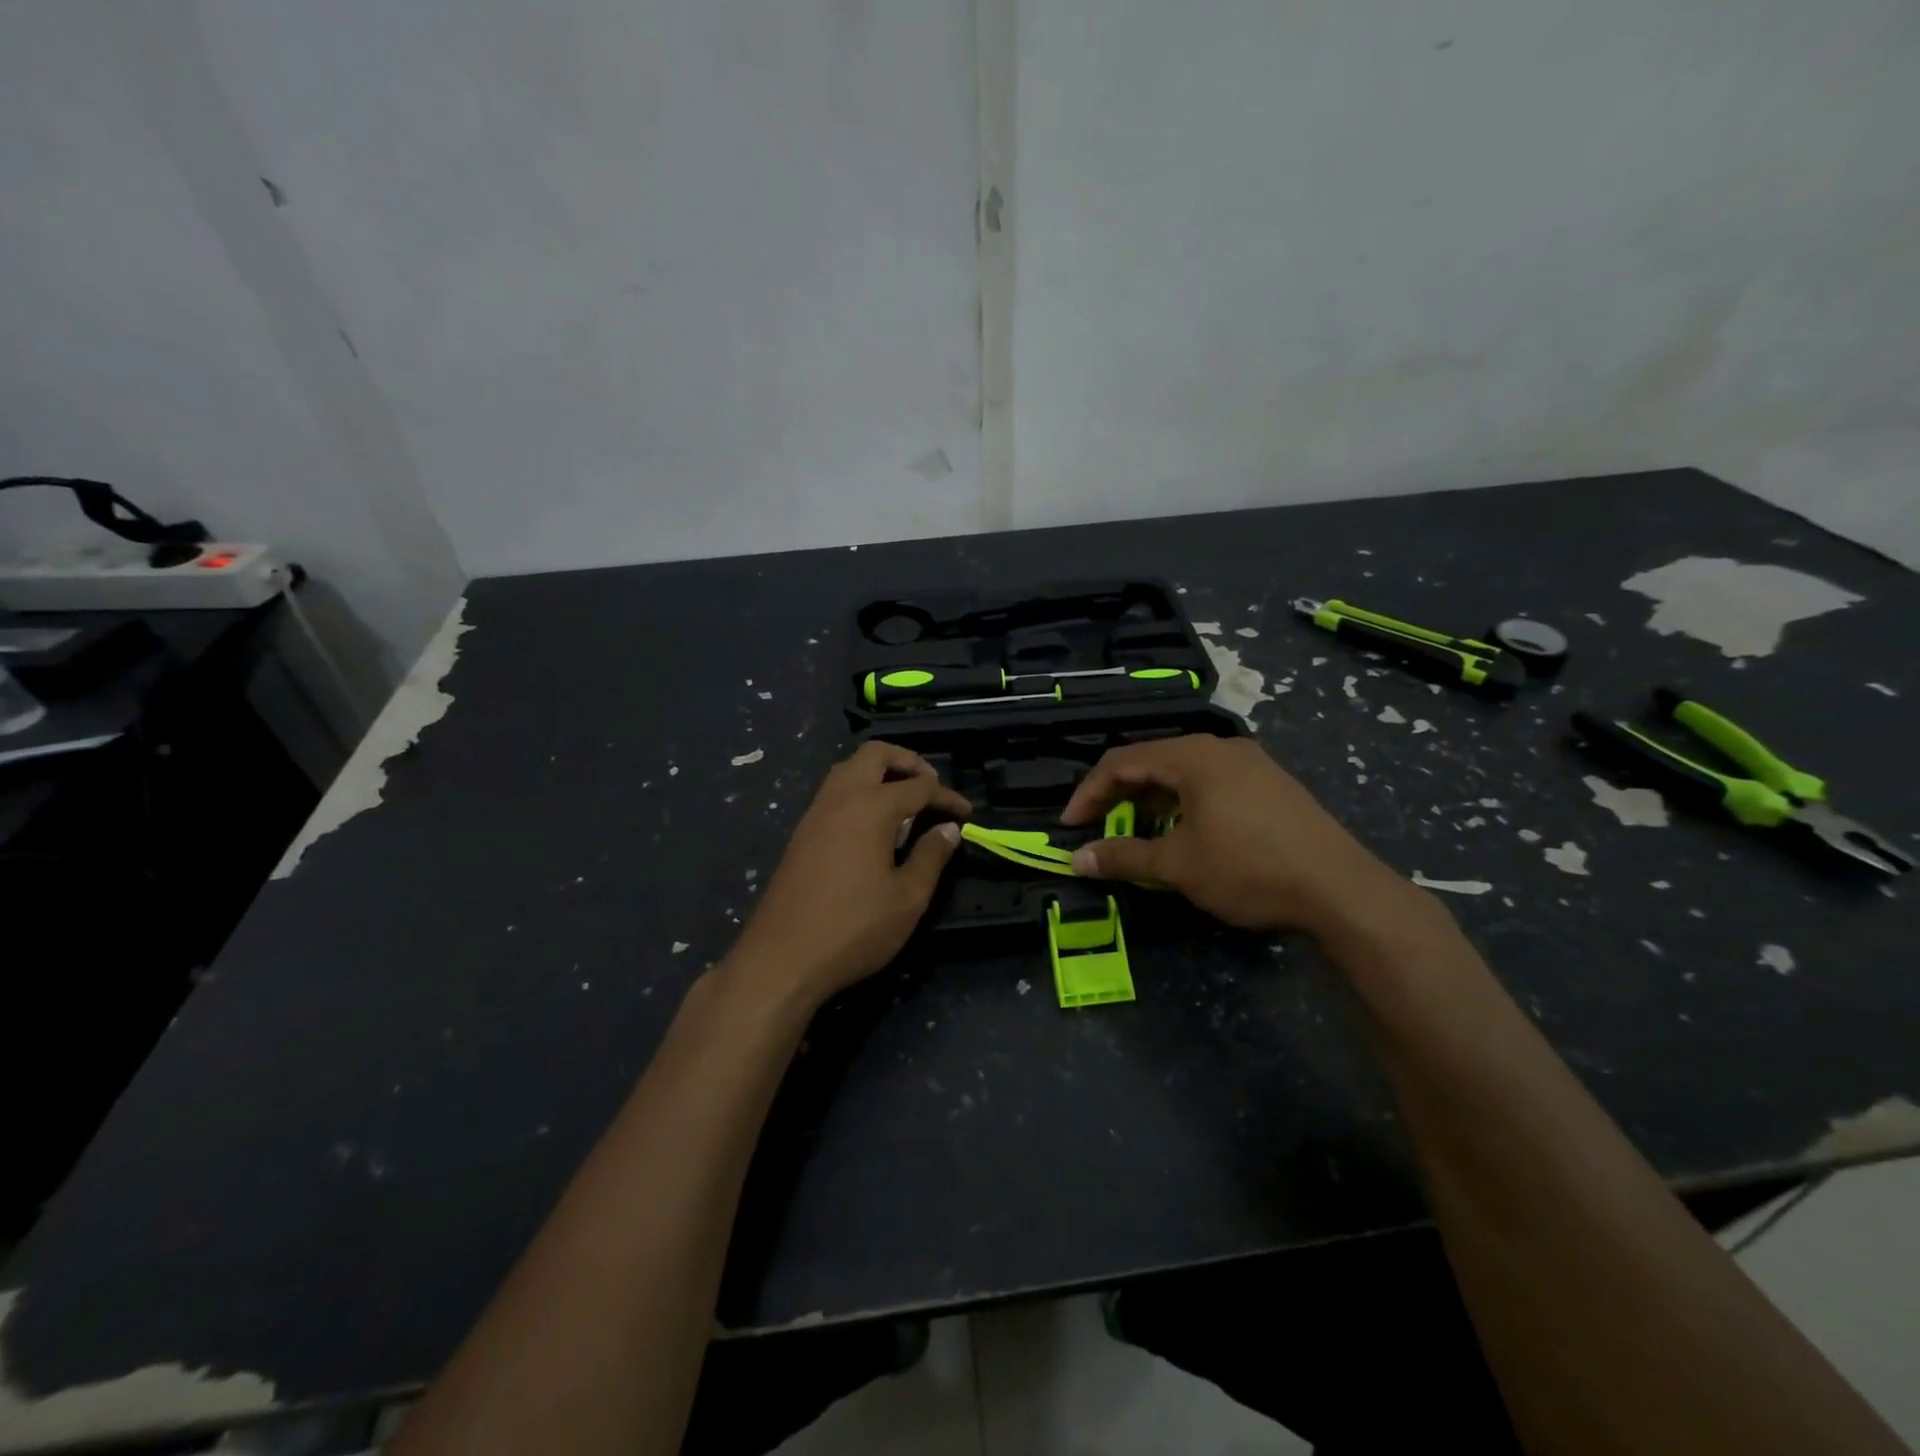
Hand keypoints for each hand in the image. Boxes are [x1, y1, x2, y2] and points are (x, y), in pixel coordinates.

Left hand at [727, 741, 971, 1006]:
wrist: (782, 958)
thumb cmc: (854, 928)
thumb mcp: (907, 897)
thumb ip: (931, 856)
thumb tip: (948, 828)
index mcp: (870, 807)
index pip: (919, 787)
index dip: (947, 797)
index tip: (966, 813)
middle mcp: (840, 798)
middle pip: (875, 754)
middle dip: (908, 762)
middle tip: (931, 787)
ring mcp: (815, 813)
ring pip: (849, 769)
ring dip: (879, 773)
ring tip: (904, 803)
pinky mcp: (801, 833)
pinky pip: (834, 792)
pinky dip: (859, 791)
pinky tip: (873, 826)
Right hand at [1059, 734, 1426, 938]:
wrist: (1341, 889)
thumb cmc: (1248, 869)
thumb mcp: (1178, 866)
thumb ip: (1123, 857)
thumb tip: (1076, 861)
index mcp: (1193, 756)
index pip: (1121, 761)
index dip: (1088, 792)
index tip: (1070, 826)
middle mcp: (1221, 747)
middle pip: (1153, 761)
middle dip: (1119, 796)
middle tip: (1099, 828)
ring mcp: (1251, 763)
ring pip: (1184, 773)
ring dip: (1152, 801)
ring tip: (1138, 834)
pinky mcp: (1271, 784)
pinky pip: (1211, 783)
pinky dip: (1184, 803)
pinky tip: (1186, 833)